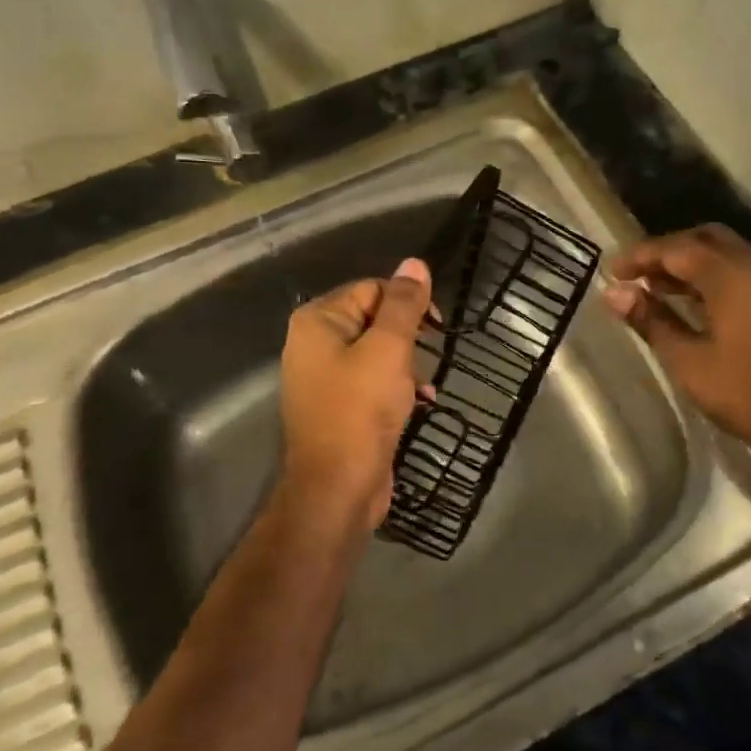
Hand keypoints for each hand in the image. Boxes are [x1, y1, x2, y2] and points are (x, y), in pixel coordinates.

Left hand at [274, 258, 432, 533]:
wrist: (338, 487)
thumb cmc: (361, 410)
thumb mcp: (389, 349)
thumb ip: (403, 305)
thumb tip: (415, 264)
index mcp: (318, 320)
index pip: (372, 288)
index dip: (407, 304)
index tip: (436, 328)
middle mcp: (313, 343)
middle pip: (374, 319)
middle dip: (407, 338)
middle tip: (427, 359)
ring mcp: (323, 377)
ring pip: (377, 352)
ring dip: (407, 365)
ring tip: (423, 386)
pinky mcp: (338, 406)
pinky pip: (372, 381)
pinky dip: (397, 387)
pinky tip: (421, 401)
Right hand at [604, 225, 750, 470]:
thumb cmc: (744, 391)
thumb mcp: (687, 359)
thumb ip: (651, 320)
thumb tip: (613, 294)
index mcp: (730, 276)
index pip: (677, 248)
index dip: (641, 256)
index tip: (612, 272)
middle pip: (706, 240)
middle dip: (669, 251)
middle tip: (639, 275)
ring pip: (727, 256)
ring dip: (692, 265)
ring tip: (659, 291)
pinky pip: (742, 274)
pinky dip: (713, 278)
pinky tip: (695, 307)